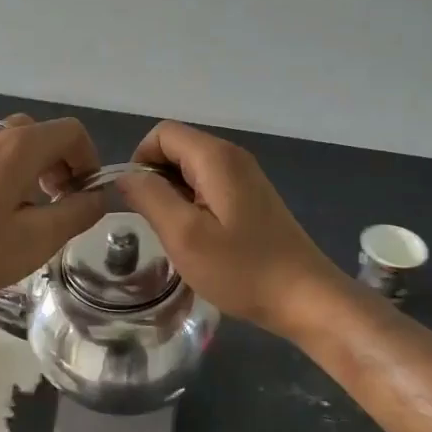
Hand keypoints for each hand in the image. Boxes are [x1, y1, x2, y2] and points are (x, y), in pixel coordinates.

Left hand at [0, 115, 109, 306]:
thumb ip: (78, 213)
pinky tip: (0, 211)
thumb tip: (99, 196)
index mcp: (21, 145)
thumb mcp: (38, 239)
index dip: (89, 160)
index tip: (85, 196)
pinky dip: (11, 172)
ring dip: (37, 169)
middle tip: (62, 203)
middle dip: (63, 164)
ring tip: (33, 209)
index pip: (72, 132)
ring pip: (17, 144)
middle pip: (44, 135)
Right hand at [116, 121, 343, 338]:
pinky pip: (209, 186)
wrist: (305, 298)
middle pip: (176, 149)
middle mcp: (231, 156)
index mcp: (215, 157)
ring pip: (191, 170)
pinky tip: (200, 240)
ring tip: (177, 236)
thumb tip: (125, 177)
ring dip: (173, 197)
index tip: (138, 203)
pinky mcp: (252, 197)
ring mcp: (245, 177)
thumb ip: (150, 198)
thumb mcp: (184, 235)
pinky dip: (193, 205)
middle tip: (157, 224)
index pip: (161, 134)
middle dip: (156, 180)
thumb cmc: (242, 268)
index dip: (140, 161)